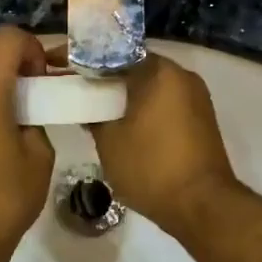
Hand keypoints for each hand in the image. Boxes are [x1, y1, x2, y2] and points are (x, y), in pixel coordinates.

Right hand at [89, 54, 239, 237]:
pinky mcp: (202, 119)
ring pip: (150, 86)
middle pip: (133, 68)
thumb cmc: (151, 167)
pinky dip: (142, 109)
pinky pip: (164, 103)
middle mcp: (182, 75)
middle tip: (75, 90)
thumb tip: (87, 104)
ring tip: (95, 110)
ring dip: (124, 95)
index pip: (112, 54)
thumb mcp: (109, 141)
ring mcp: (197, 97)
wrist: (203, 206)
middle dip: (104, 79)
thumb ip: (93, 114)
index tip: (57, 67)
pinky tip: (123, 126)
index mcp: (159, 71)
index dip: (81, 61)